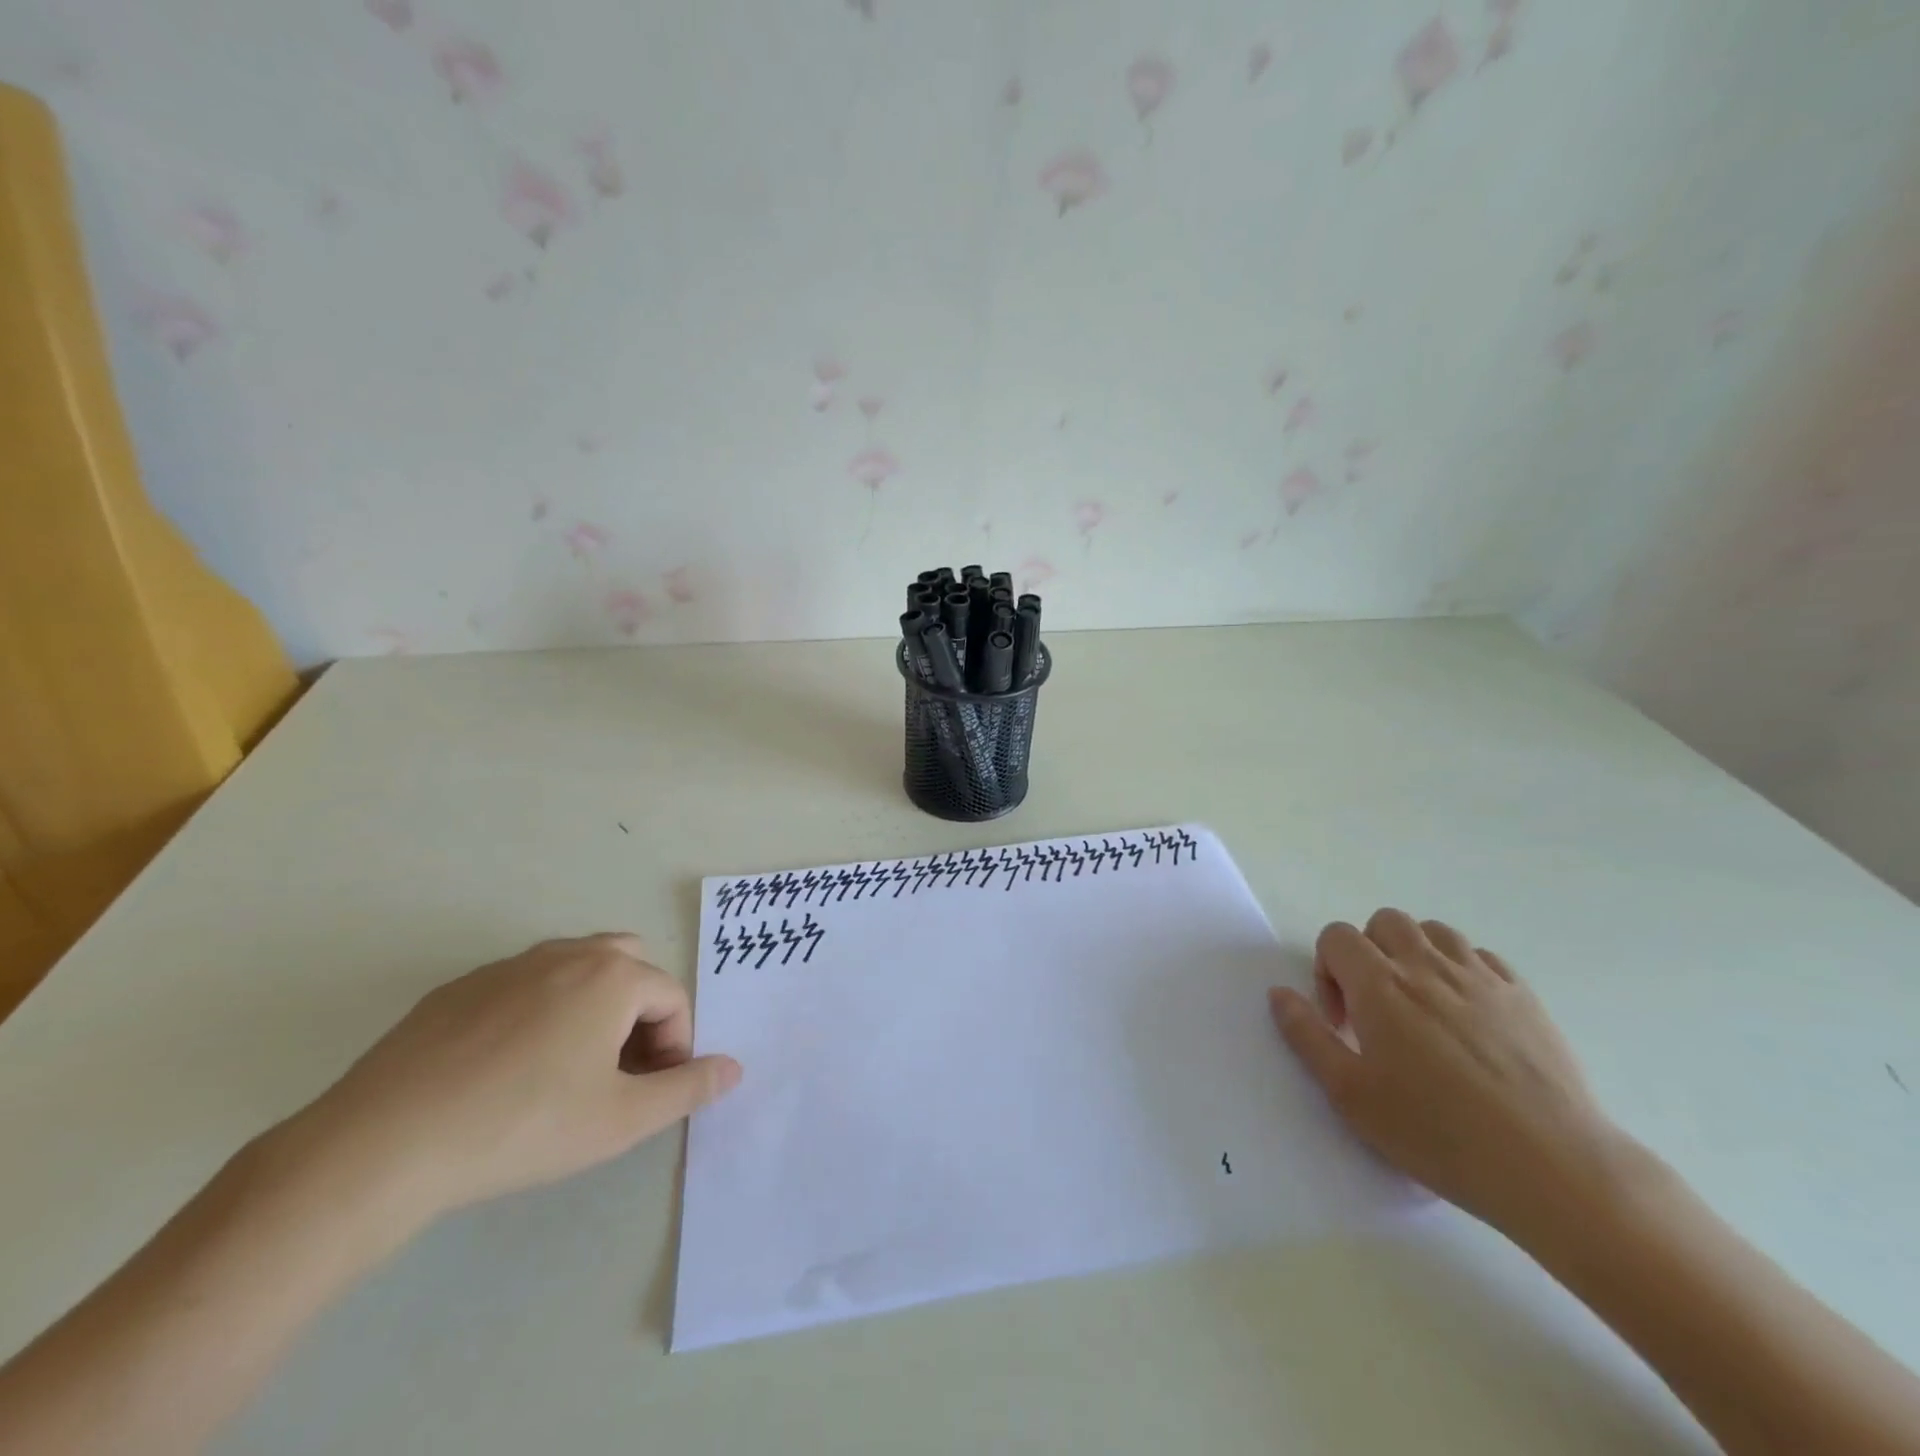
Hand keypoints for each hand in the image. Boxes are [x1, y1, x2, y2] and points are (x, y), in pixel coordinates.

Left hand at [286, 934, 740, 1226]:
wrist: (384, 1144)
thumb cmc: (523, 1126)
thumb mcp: (621, 1120)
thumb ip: (688, 1089)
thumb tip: (734, 1067)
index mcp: (614, 976)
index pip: (672, 998)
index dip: (676, 1046)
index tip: (651, 1092)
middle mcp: (568, 953)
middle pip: (630, 965)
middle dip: (639, 1011)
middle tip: (619, 1070)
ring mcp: (510, 965)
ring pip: (576, 968)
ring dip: (593, 1006)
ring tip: (568, 1069)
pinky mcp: (461, 987)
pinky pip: (524, 985)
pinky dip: (539, 1011)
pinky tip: (506, 1070)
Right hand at [1270, 910, 1626, 1241]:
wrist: (1552, 1167)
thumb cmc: (1438, 1133)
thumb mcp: (1350, 1094)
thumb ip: (1307, 1036)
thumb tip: (1279, 994)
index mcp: (1380, 985)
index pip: (1337, 937)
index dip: (1326, 970)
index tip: (1342, 1022)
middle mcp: (1426, 967)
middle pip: (1385, 922)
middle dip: (1369, 954)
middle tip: (1376, 1008)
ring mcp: (1480, 978)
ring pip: (1434, 932)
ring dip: (1415, 955)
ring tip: (1420, 1005)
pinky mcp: (1523, 997)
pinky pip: (1481, 957)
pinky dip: (1462, 971)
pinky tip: (1467, 1016)